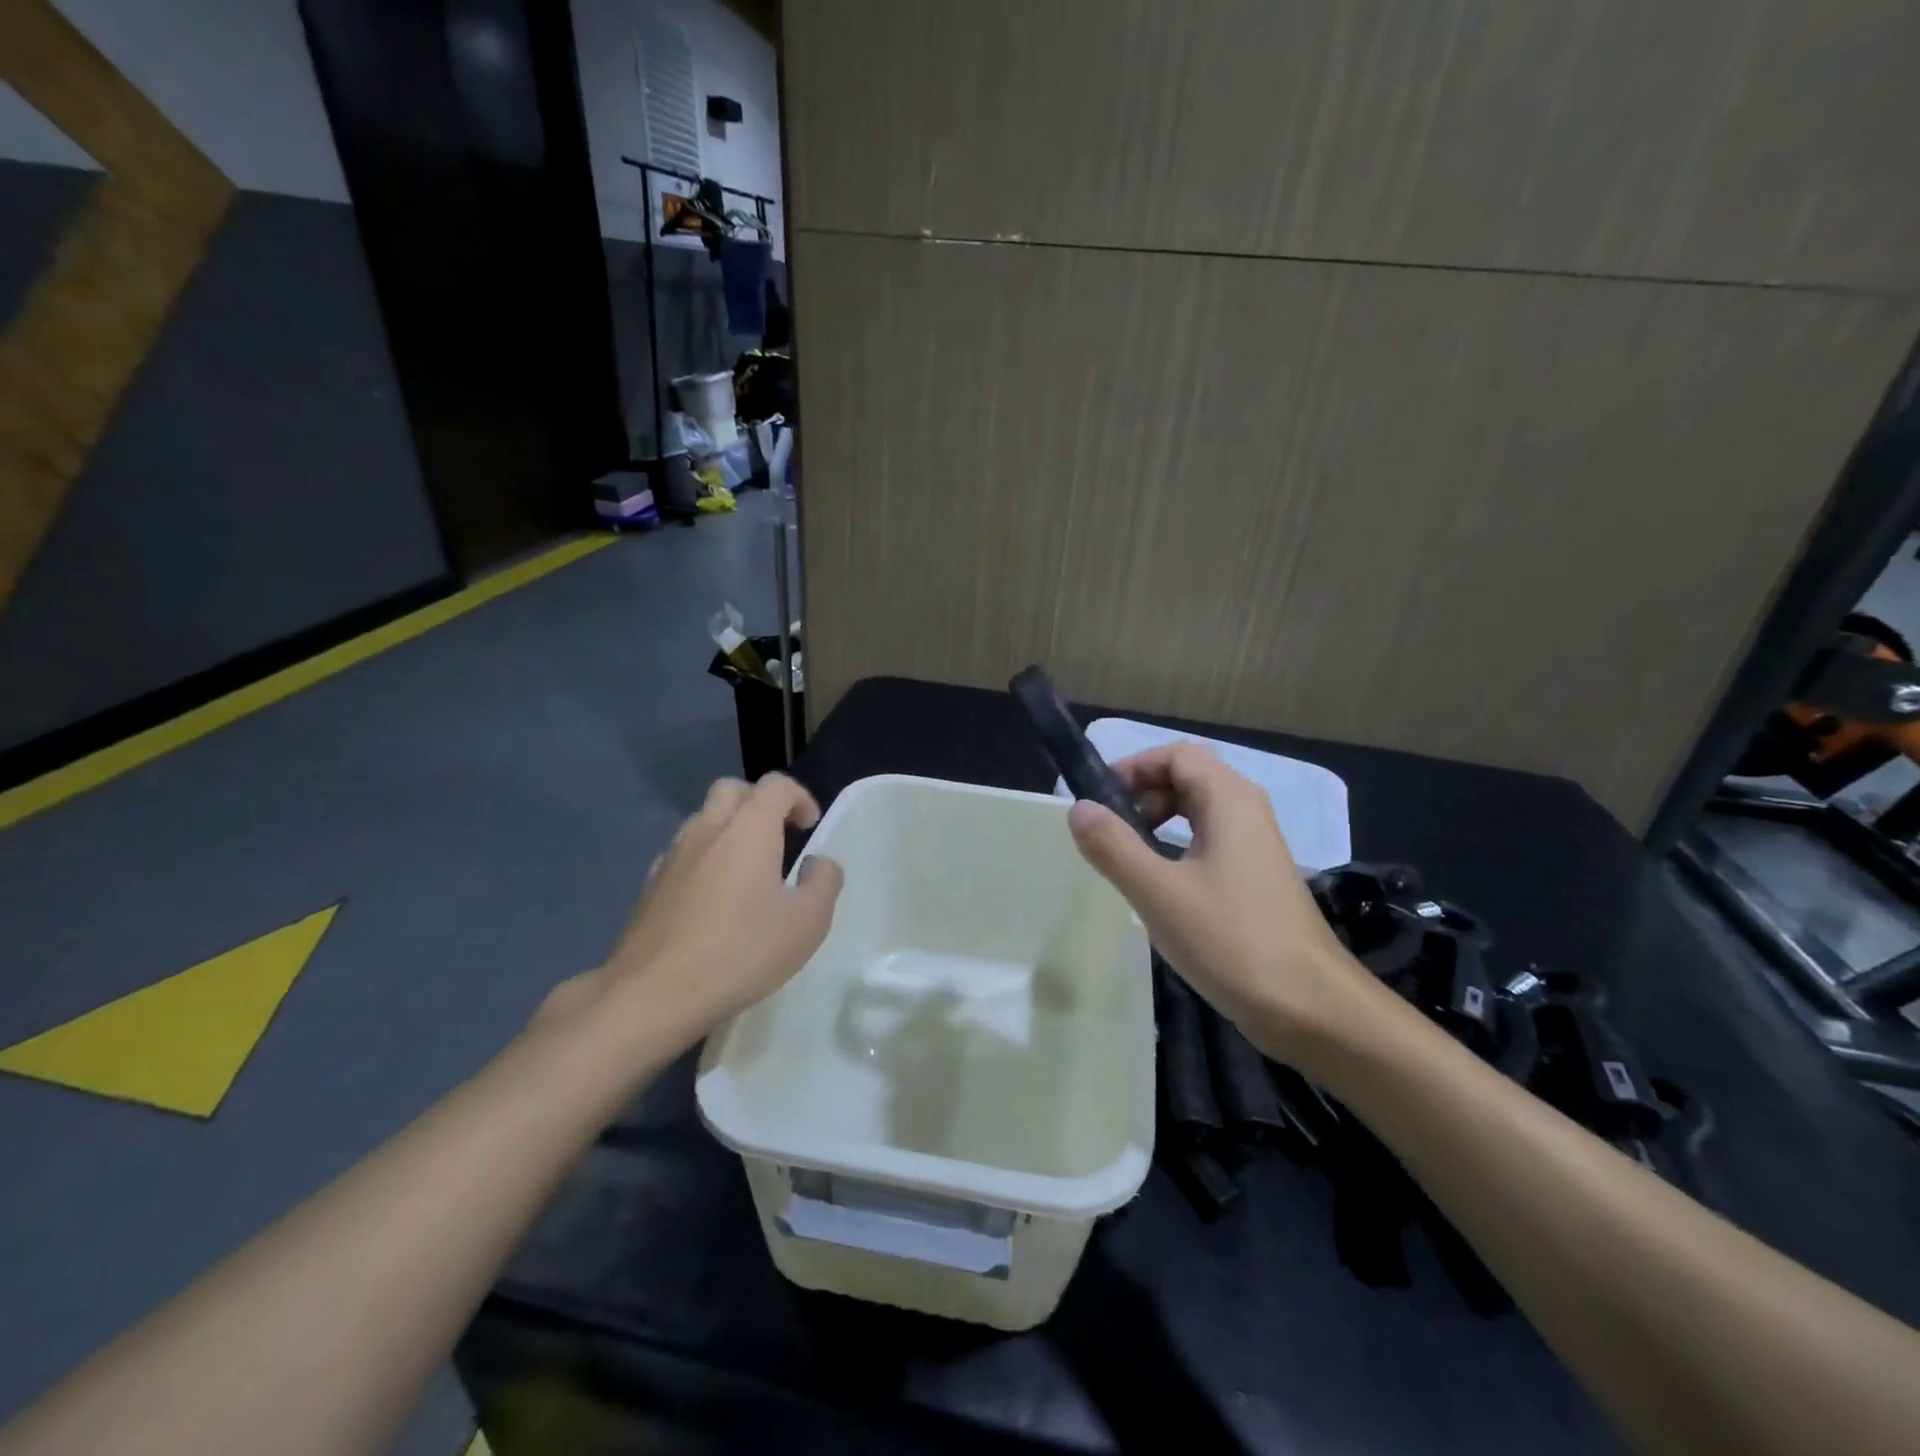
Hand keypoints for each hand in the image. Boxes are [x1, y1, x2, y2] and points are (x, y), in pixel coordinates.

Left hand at [540, 775, 843, 1049]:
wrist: (652, 994)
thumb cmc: (741, 952)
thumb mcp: (808, 923)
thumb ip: (824, 882)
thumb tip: (817, 863)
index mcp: (748, 829)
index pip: (776, 785)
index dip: (799, 797)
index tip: (810, 828)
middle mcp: (707, 830)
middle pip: (732, 789)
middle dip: (759, 802)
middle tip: (778, 836)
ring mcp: (672, 856)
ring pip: (702, 820)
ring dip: (729, 830)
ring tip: (747, 870)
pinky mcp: (649, 886)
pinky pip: (682, 854)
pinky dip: (704, 859)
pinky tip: (712, 899)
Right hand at [1067, 743, 1372, 1063]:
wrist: (1311, 1008)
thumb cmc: (1232, 940)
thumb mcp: (1159, 892)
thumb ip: (1113, 846)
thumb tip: (1078, 808)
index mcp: (1229, 800)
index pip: (1177, 754)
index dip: (1135, 766)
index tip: (1099, 799)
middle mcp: (1248, 812)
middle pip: (1188, 778)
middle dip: (1143, 794)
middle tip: (1108, 829)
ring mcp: (1256, 847)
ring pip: (1199, 812)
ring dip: (1158, 821)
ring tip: (1127, 855)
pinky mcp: (1258, 879)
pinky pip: (1210, 842)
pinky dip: (1177, 847)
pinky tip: (1160, 884)